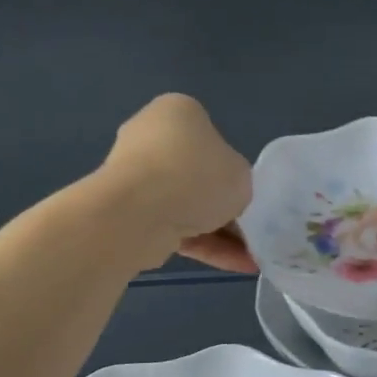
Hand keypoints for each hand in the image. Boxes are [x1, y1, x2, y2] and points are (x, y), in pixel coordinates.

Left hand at [100, 95, 256, 272]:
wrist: (139, 212)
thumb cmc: (197, 175)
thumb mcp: (241, 174)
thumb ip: (237, 181)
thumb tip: (223, 196)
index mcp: (177, 111)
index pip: (211, 137)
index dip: (231, 168)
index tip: (245, 191)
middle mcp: (149, 137)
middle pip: (196, 174)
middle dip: (221, 204)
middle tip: (249, 225)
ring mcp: (133, 176)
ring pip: (184, 205)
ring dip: (217, 231)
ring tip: (248, 257)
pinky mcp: (126, 213)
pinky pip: (173, 228)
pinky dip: (203, 246)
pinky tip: (234, 265)